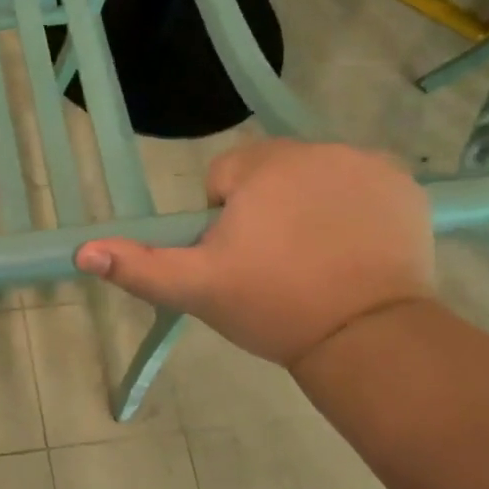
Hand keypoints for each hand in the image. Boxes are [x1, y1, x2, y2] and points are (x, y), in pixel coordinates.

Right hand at [75, 140, 432, 370]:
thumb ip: (139, 266)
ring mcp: (366, 165)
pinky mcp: (405, 186)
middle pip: (270, 173)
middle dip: (265, 209)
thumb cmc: (273, 306)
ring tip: (316, 262)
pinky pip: (359, 186)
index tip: (242, 259)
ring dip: (307, 207)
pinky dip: (353, 210)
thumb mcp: (197, 288)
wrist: (368, 339)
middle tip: (276, 265)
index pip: (224, 177)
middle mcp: (316, 149)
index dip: (224, 221)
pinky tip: (355, 251)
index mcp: (262, 165)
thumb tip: (83, 251)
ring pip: (314, 178)